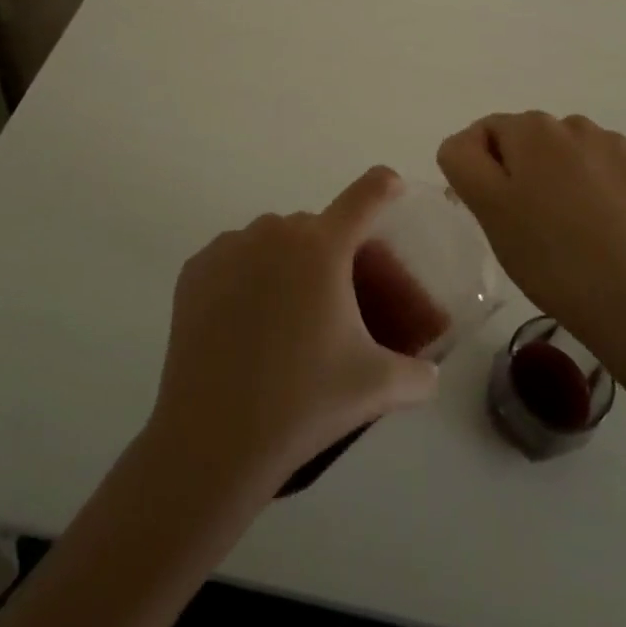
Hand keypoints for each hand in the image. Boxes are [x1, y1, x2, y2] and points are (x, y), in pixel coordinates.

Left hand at [146, 167, 438, 499]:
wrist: (212, 440)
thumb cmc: (302, 403)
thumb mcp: (376, 388)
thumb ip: (417, 375)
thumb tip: (430, 375)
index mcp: (324, 247)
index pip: (366, 194)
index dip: (385, 186)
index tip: (393, 190)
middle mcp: (276, 231)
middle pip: (318, 227)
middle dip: (334, 252)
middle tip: (337, 301)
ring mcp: (230, 246)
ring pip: (274, 240)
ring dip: (288, 263)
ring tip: (287, 317)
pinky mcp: (196, 269)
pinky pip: (235, 257)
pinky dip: (247, 275)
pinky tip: (247, 319)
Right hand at [438, 112, 625, 361]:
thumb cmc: (550, 256)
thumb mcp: (488, 209)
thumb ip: (463, 161)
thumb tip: (468, 142)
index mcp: (529, 127)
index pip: (483, 134)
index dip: (479, 172)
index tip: (491, 214)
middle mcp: (569, 122)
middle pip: (524, 140)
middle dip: (518, 173)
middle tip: (526, 227)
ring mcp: (609, 144)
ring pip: (562, 153)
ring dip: (554, 176)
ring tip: (565, 228)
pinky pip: (597, 166)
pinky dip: (590, 185)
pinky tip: (598, 224)